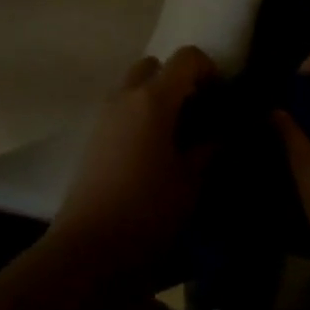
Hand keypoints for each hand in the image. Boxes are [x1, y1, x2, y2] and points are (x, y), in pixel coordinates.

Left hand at [48, 46, 219, 287]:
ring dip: (156, 99)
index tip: (221, 99)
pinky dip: (139, 117)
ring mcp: (104, 116)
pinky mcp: (92, 139)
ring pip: (135, 87)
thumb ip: (211, 147)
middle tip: (196, 114)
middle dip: (178, 81)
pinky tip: (151, 155)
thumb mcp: (192, 181)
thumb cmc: (147, 211)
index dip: (209, 70)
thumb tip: (223, 130)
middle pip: (155, 66)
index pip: (187, 57)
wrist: (87, 252)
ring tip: (175, 138)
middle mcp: (126, 96)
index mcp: (154, 98)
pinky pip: (121, 110)